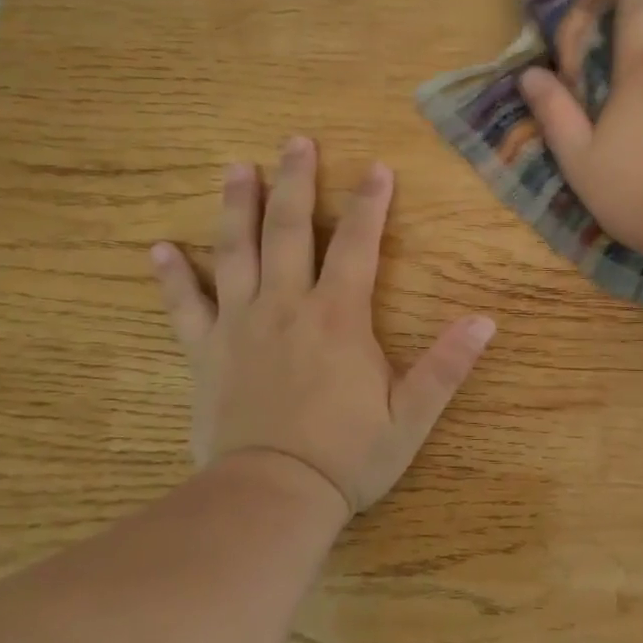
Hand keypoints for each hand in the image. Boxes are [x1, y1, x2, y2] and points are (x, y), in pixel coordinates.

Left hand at [149, 138, 495, 516]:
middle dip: (294, 182)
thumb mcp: (410, 415)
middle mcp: (286, 307)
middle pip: (288, 230)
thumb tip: (486, 321)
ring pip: (234, 253)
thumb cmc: (347, 457)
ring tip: (236, 168)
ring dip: (235, 207)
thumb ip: (447, 365)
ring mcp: (239, 327)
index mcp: (338, 316)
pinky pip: (184, 307)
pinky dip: (171, 277)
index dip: (369, 203)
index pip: (357, 244)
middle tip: (295, 141)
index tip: (376, 167)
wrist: (270, 500)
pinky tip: (157, 249)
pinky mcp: (205, 354)